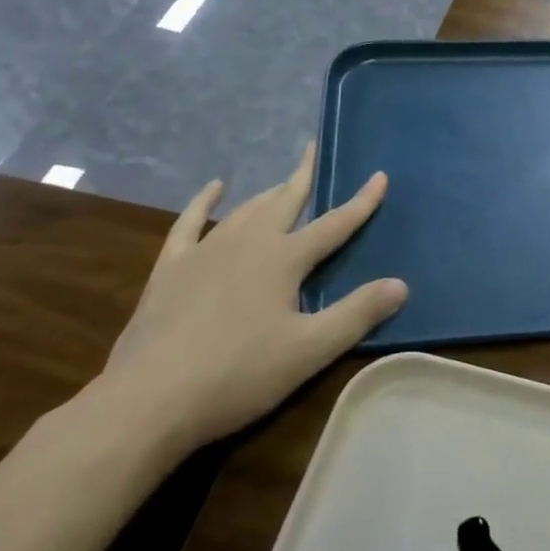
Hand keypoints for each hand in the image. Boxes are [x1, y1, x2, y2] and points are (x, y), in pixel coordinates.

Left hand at [98, 144, 406, 449]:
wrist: (148, 399)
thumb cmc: (237, 374)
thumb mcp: (309, 350)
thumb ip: (357, 313)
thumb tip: (401, 284)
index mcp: (284, 259)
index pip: (334, 224)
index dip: (361, 202)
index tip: (379, 176)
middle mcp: (248, 242)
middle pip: (285, 201)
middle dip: (304, 176)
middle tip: (314, 150)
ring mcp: (205, 251)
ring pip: (246, 210)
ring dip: (268, 193)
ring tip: (282, 184)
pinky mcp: (171, 268)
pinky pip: (190, 223)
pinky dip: (203, 202)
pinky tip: (213, 189)